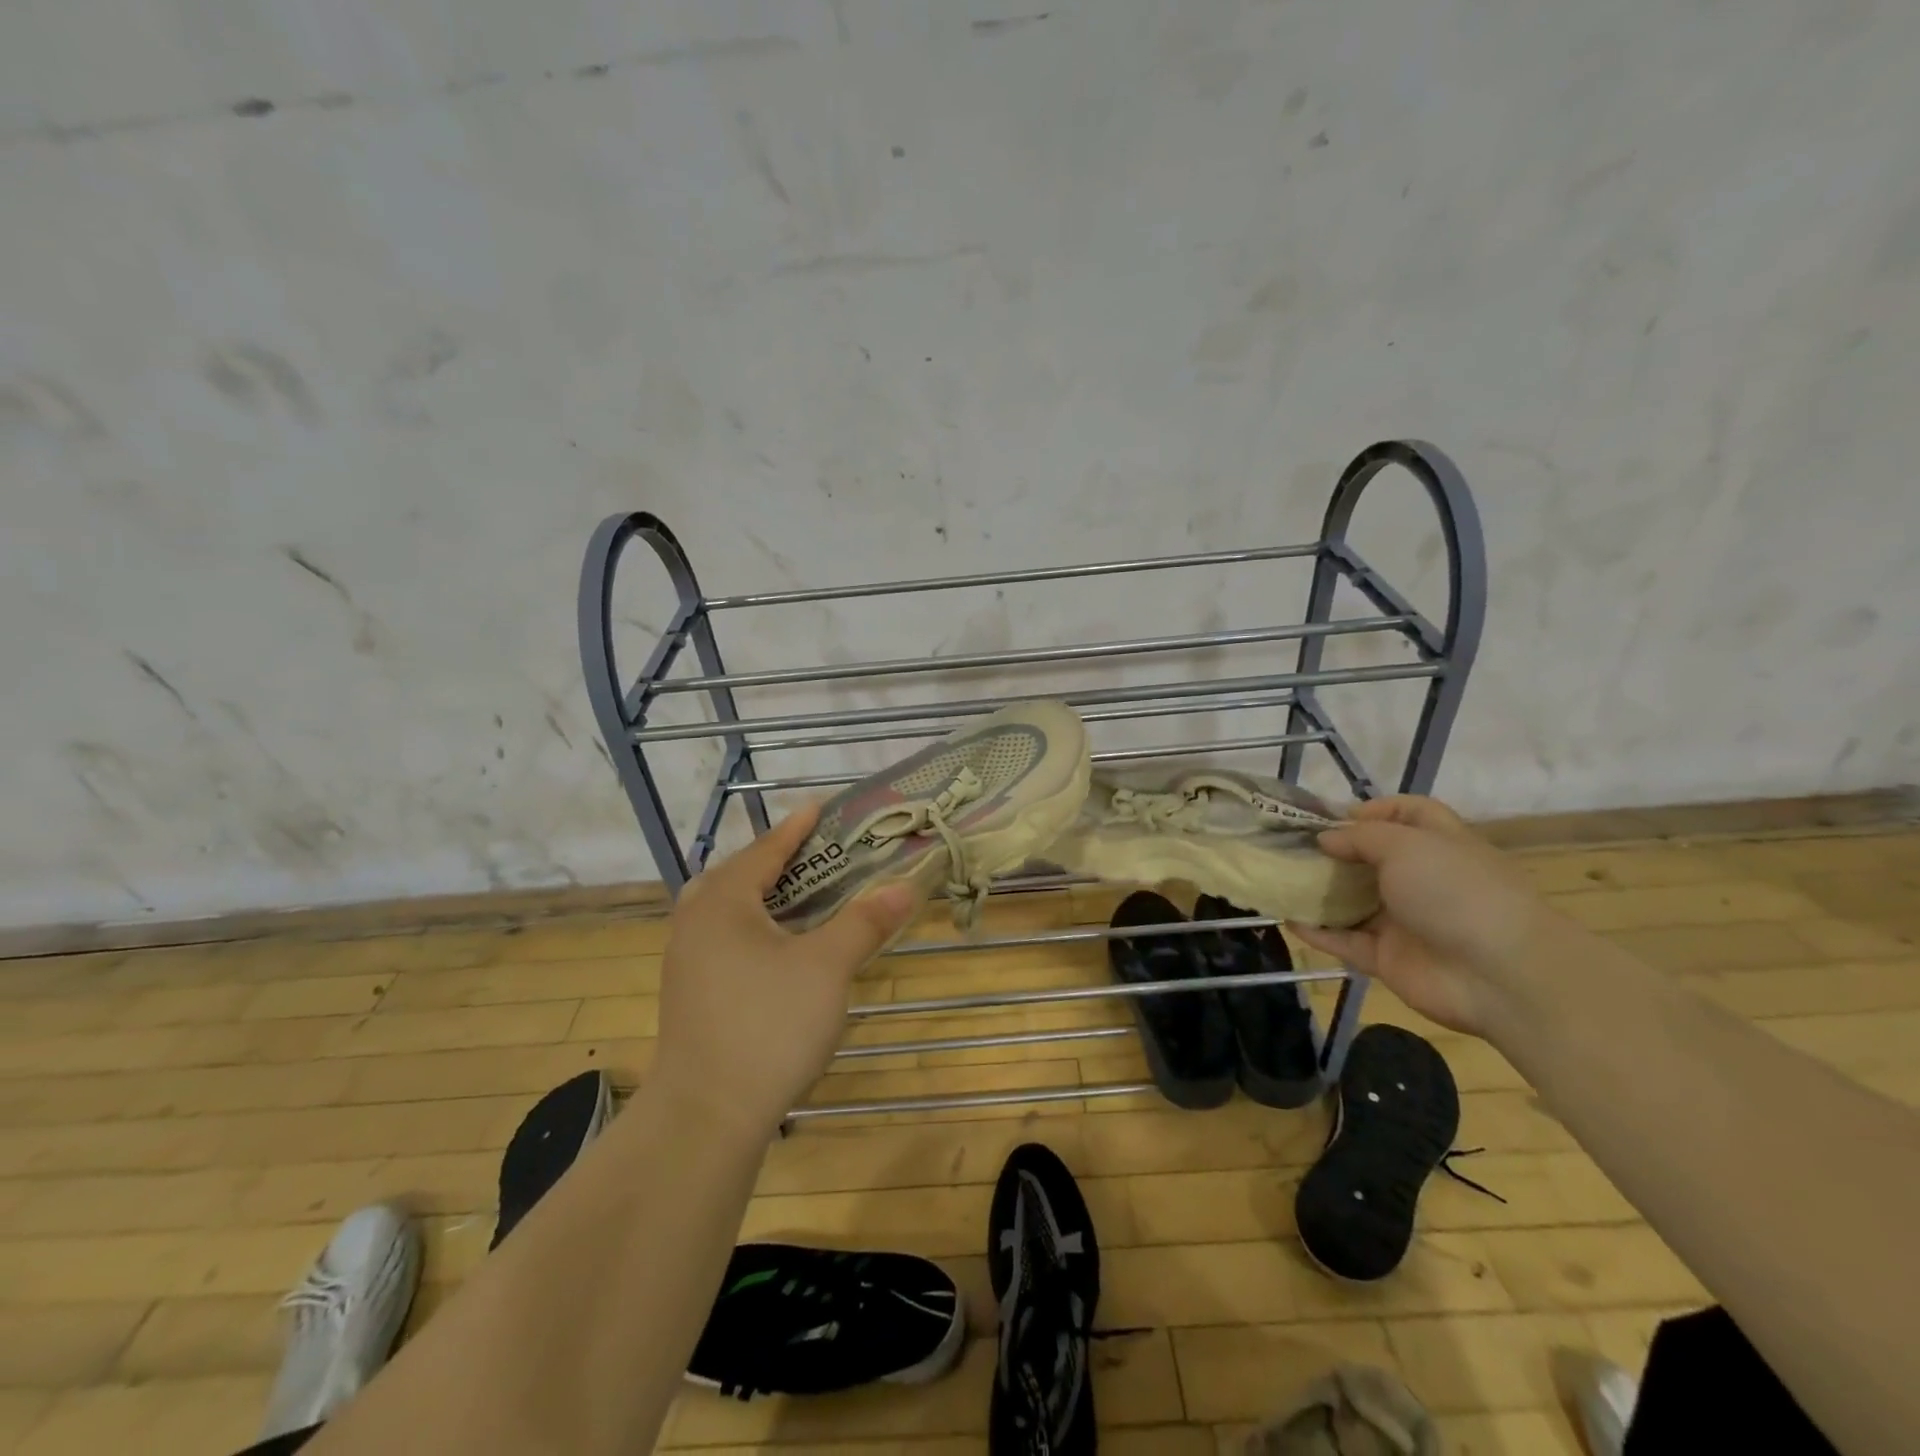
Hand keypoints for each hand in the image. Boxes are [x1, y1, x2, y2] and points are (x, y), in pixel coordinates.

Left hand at [652, 805, 919, 1138]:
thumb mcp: (827, 967)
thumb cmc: (768, 1025)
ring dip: (763, 895)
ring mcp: (685, 959)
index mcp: (724, 901)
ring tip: (800, 896)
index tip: (821, 808)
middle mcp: (695, 920)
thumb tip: (905, 888)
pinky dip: (752, 926)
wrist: (705, 1116)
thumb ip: (865, 922)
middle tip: (816, 855)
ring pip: (727, 908)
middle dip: (778, 860)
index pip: (766, 849)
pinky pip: (722, 937)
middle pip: (739, 874)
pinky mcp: (688, 992)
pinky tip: (777, 947)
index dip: (797, 828)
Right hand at [1287, 795, 1561, 1036]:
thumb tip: (1325, 839)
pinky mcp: (1389, 958)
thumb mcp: (1405, 844)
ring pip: (1353, 901)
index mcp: (1439, 844)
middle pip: (1372, 859)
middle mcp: (1423, 880)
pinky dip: (1318, 931)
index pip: (1409, 814)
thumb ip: (1359, 838)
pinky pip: (1345, 941)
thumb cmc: (1456, 890)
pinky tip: (1286, 918)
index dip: (1374, 809)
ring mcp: (1405, 921)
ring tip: (1278, 878)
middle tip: (1289, 845)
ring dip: (1320, 891)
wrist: (1499, 975)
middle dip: (1334, 851)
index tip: (1333, 816)